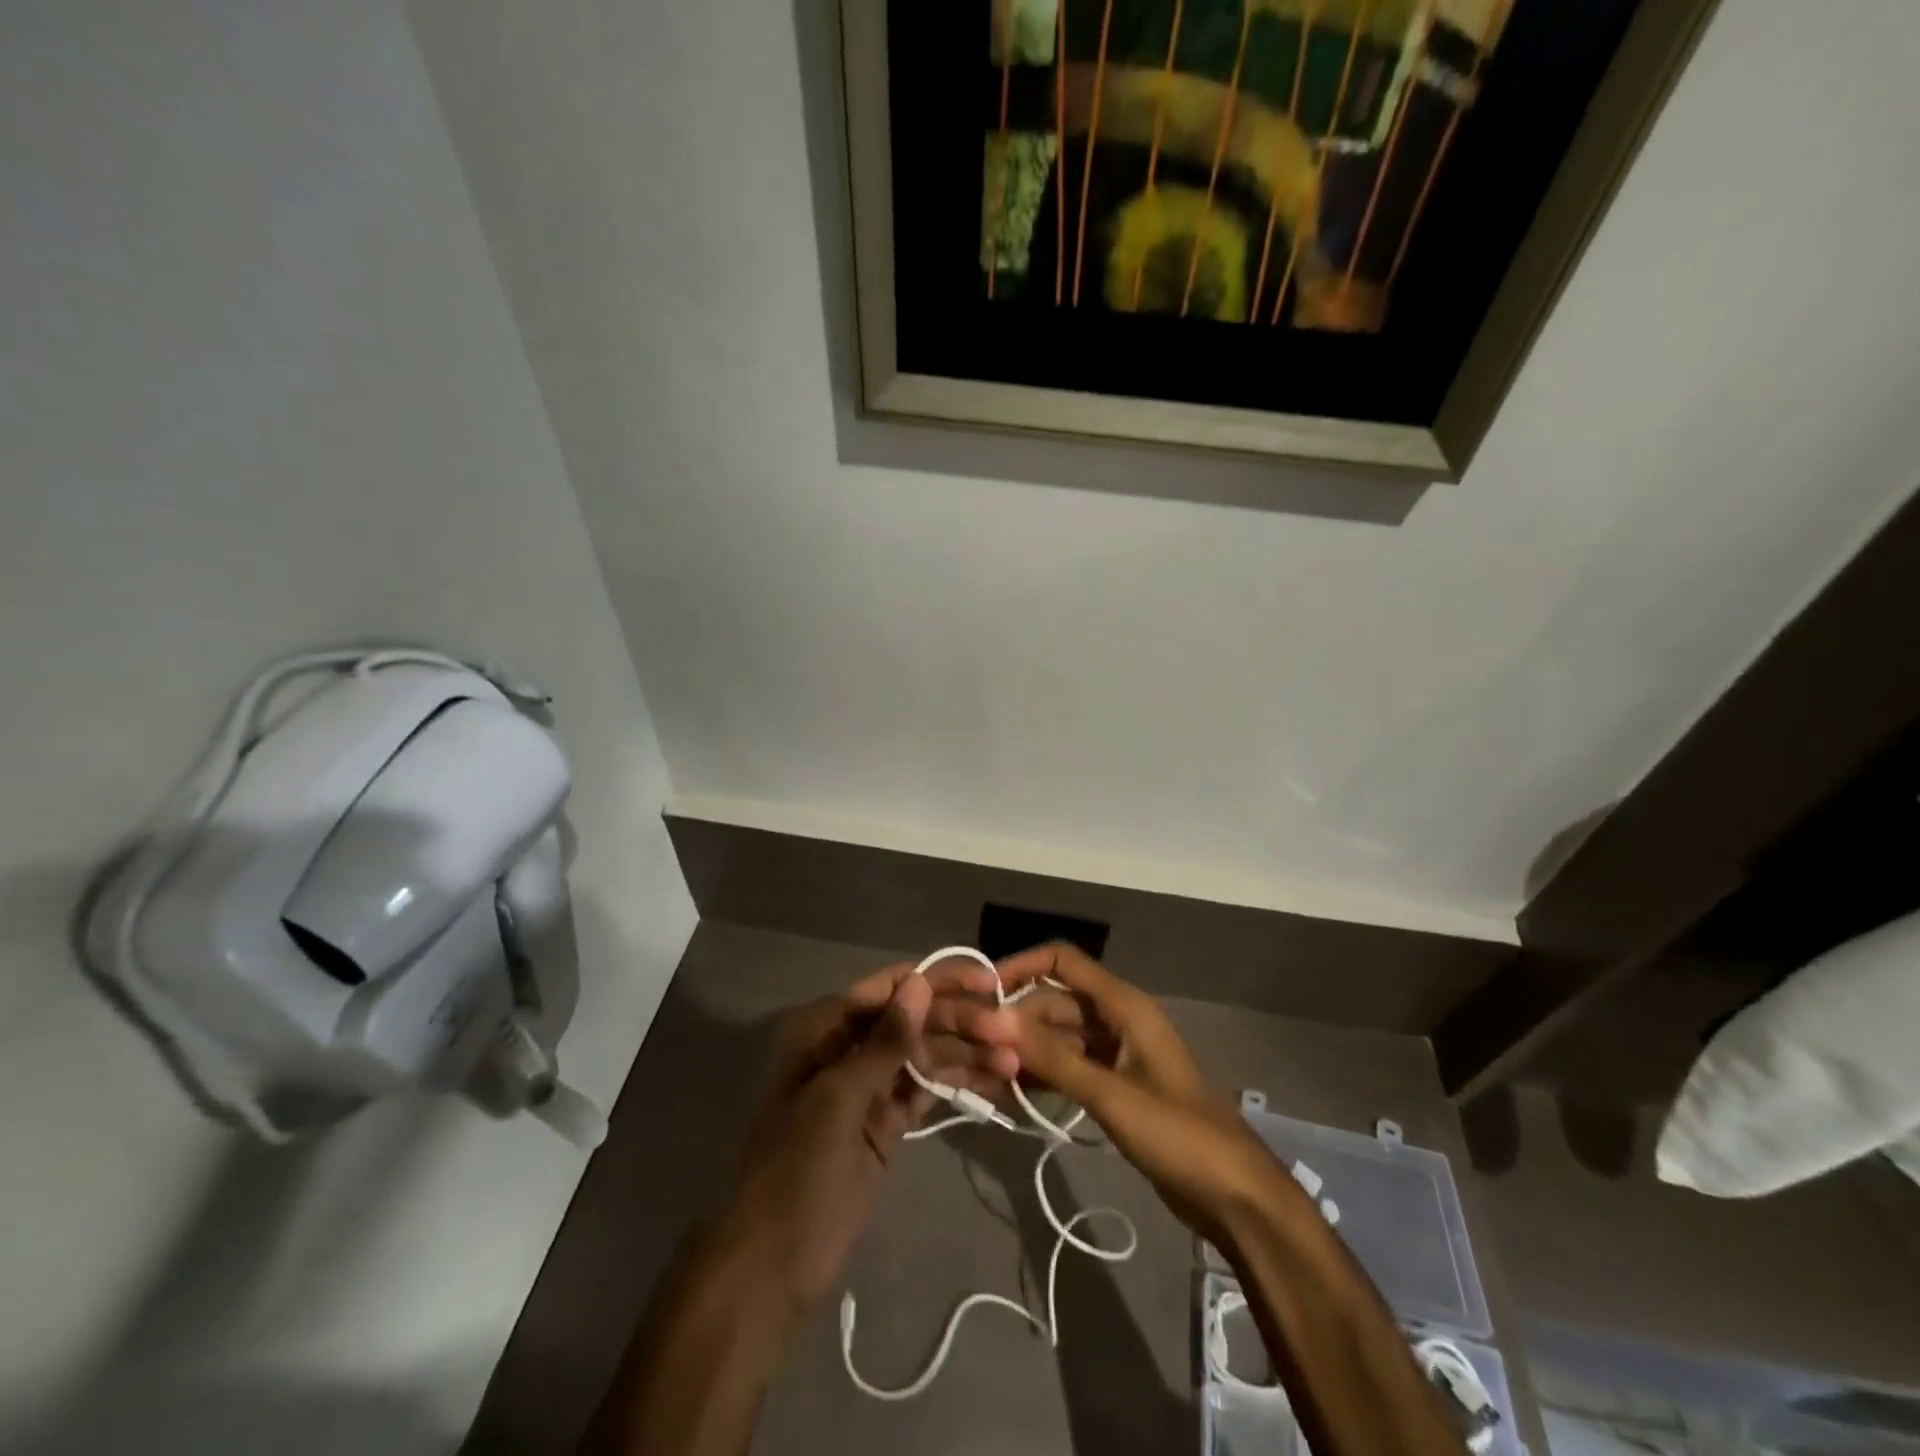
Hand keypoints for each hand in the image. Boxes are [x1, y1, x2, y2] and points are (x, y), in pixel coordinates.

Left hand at [708, 958, 1011, 1318]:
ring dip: (966, 1054)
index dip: (938, 980)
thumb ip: (884, 1042)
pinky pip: (925, 1092)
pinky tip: (996, 1081)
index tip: (986, 980)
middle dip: (960, 1022)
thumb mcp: (838, 1100)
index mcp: (824, 1030)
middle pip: (913, 1021)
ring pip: (924, 1056)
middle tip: (1010, 1030)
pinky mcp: (885, 1124)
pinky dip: (957, 1084)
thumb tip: (919, 982)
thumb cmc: (795, 1172)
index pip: (890, 989)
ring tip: (1014, 1060)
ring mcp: (868, 1088)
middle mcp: (848, 1048)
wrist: (770, 1270)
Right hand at [991, 943, 1288, 1243]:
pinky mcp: (1117, 1086)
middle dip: (1017, 1019)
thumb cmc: (1179, 1135)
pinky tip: (1014, 1092)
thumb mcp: (1110, 1095)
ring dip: (1027, 1049)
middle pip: (1056, 1001)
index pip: (1063, 963)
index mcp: (1124, 1006)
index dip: (1021, 967)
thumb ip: (1052, 1057)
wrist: (1237, 1197)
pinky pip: (1071, 1067)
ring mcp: (1118, 1055)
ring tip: (985, 1072)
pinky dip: (1045, 1074)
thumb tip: (995, 1018)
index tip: (982, 992)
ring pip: (1061, 1036)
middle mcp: (1118, 1020)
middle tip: (976, 1048)